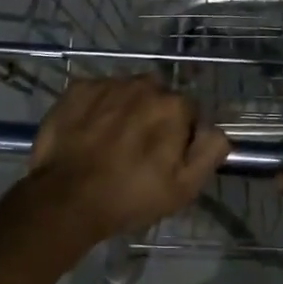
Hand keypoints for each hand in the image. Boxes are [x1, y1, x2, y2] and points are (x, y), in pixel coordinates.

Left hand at [28, 76, 230, 247]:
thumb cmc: (130, 196)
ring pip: (126, 92)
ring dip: (125, 109)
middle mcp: (143, 84)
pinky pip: (97, 93)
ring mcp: (107, 84)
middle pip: (157, 97)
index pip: (188, 111)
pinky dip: (97, 108)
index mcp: (173, 105)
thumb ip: (209, 151)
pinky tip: (89, 132)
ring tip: (111, 141)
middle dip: (153, 116)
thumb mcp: (185, 187)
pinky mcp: (77, 89)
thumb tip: (215, 129)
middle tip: (138, 149)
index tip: (166, 157)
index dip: (180, 134)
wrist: (66, 199)